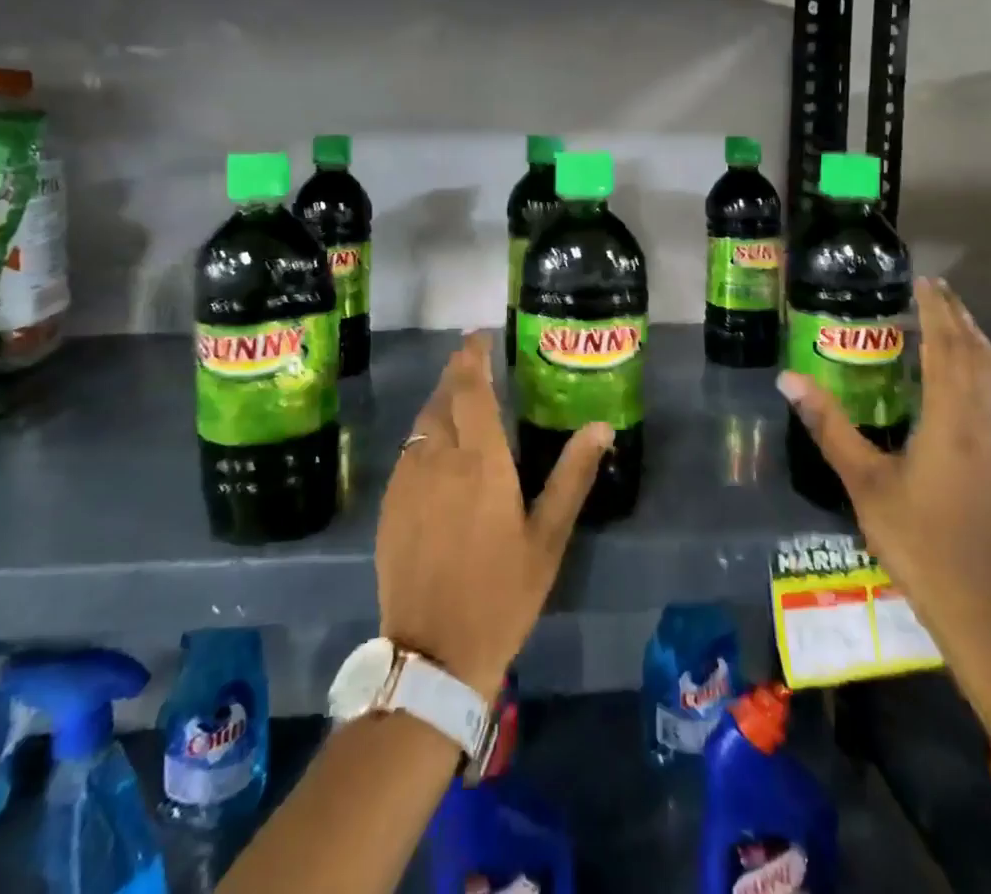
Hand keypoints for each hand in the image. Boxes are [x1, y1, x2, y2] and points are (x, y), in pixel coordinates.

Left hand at [375, 332, 610, 696]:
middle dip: (455, 373)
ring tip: (457, 401)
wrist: (433, 654)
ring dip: (438, 403)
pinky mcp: (389, 505)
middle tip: (471, 364)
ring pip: (421, 423)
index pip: (471, 388)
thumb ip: (572, 475)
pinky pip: (408, 453)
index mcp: (481, 460)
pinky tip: (436, 452)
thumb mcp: (547, 537)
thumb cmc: (502, 593)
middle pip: (442, 398)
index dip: (472, 356)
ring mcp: (408, 480)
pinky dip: (424, 436)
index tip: (478, 336)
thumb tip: (601, 426)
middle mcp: (439, 458)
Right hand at [779, 277, 990, 719]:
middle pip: (979, 356)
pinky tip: (971, 381)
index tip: (924, 281)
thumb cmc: (920, 543)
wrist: (986, 609)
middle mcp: (984, 424)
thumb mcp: (865, 483)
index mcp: (951, 421)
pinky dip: (988, 371)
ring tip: (956, 323)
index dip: (937, 312)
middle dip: (960, 318)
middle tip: (937, 291)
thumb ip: (829, 426)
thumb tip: (789, 379)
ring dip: (979, 342)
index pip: (947, 349)